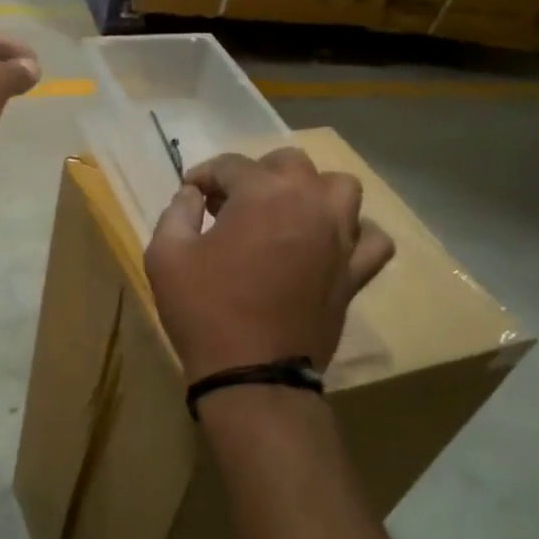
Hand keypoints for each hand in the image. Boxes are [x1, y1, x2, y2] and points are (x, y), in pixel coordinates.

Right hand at [145, 147, 395, 381]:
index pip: (231, 165)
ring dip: (311, 191)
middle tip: (232, 203)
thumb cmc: (204, 311)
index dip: (204, 174)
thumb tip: (192, 195)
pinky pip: (372, 238)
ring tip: (286, 213)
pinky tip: (330, 243)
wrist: (251, 373)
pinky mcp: (354, 272)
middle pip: (289, 164)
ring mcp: (340, 237)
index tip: (190, 193)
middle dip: (256, 174)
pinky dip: (355, 233)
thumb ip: (176, 213)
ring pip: (340, 188)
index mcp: (262, 194)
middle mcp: (309, 203)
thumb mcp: (165, 256)